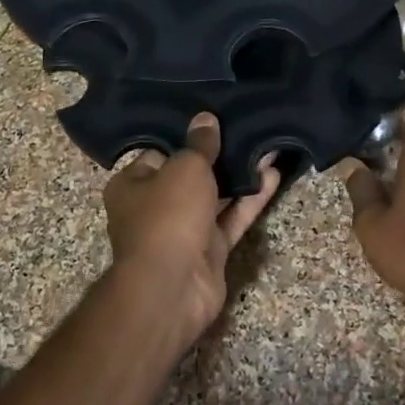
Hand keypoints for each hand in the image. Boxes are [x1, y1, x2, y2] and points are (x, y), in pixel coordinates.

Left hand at [103, 114, 279, 344]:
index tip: (213, 120)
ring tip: (267, 145)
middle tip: (245, 128)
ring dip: (239, 176)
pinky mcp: (209, 251)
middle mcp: (153, 208)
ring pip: (214, 198)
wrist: (173, 286)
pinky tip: (273, 175)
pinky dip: (250, 200)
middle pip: (189, 176)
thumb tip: (205, 118)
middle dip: (217, 157)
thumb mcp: (185, 167)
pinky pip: (231, 218)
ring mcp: (182, 231)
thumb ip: (199, 144)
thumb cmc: (168, 216)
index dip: (185, 138)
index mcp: (131, 185)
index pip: (159, 154)